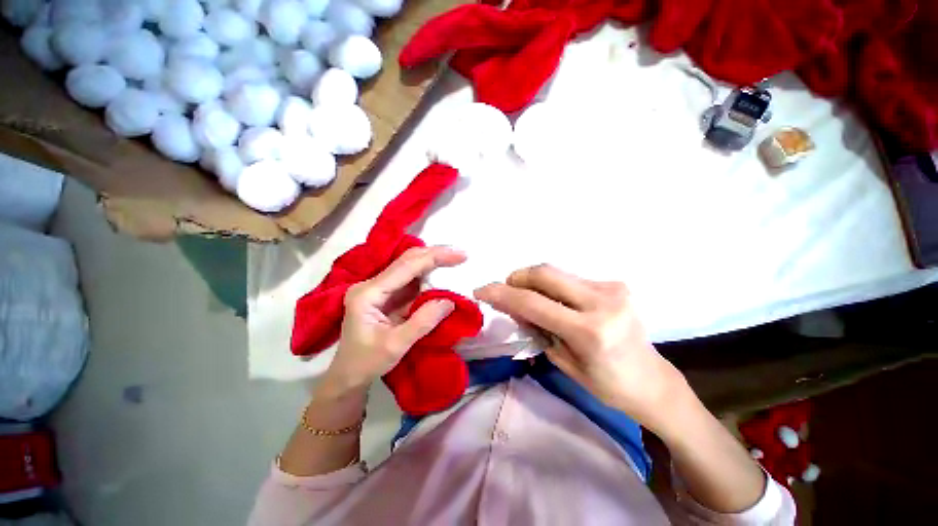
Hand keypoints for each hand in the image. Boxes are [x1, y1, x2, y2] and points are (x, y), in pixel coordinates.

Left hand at [317, 246, 466, 398]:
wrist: (348, 376)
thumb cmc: (366, 363)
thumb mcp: (396, 346)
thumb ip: (423, 322)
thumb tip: (450, 301)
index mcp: (368, 293)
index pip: (405, 267)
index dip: (434, 258)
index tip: (460, 255)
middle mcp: (372, 285)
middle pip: (407, 261)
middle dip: (435, 255)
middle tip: (461, 255)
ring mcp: (379, 289)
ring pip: (409, 267)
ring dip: (433, 263)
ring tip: (455, 261)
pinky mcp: (387, 296)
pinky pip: (411, 281)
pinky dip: (428, 277)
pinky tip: (441, 275)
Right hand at [474, 264, 687, 431]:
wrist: (652, 380)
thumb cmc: (606, 384)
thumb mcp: (562, 360)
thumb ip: (535, 327)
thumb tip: (511, 304)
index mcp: (589, 331)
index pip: (533, 303)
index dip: (501, 293)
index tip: (481, 290)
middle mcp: (602, 301)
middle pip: (545, 273)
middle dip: (517, 277)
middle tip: (505, 289)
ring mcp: (612, 288)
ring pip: (556, 272)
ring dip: (534, 282)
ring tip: (528, 298)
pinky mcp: (615, 283)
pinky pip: (571, 278)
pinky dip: (553, 286)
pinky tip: (555, 302)